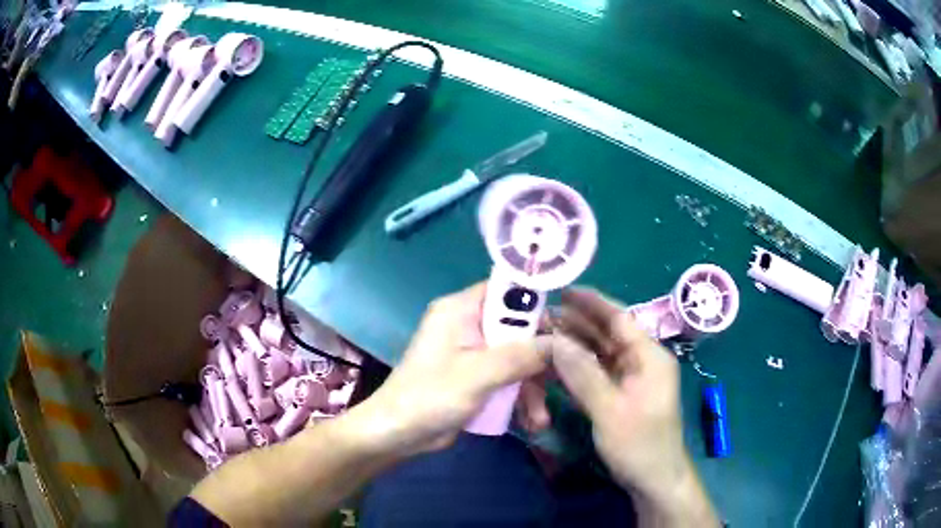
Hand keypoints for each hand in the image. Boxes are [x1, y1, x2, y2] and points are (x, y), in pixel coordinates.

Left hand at [352, 282, 546, 456]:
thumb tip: (564, 342)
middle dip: (539, 359)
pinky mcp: (476, 377)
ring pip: (517, 358)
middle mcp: (469, 325)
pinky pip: (508, 378)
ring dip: (532, 388)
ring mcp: (473, 353)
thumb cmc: (430, 397)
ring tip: (540, 418)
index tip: (568, 325)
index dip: (539, 302)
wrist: (396, 435)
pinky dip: (519, 398)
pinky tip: (531, 422)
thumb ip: (522, 355)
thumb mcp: (479, 374)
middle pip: (519, 329)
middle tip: (562, 379)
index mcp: (461, 310)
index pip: (508, 290)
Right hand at [542, 287, 718, 525]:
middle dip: (575, 324)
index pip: (619, 318)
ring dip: (572, 346)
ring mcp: (630, 379)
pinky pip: (595, 374)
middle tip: (540, 315)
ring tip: (540, 335)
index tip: (561, 290)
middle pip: (606, 334)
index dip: (591, 302)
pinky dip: (575, 368)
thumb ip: (583, 373)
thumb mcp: (610, 410)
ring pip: (598, 354)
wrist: (654, 480)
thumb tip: (554, 340)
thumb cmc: (639, 444)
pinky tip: (554, 363)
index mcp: (649, 356)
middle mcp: (641, 361)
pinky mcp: (619, 395)